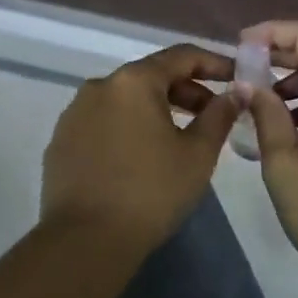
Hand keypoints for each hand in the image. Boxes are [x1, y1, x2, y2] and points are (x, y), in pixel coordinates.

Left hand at [41, 45, 239, 252]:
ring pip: (125, 100)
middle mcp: (99, 86)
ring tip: (180, 137)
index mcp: (134, 81)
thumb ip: (220, 115)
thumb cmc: (151, 192)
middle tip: (213, 114)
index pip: (181, 56)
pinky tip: (141, 156)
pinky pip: (103, 122)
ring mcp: (74, 113)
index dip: (214, 63)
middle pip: (151, 76)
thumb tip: (236, 92)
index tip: (237, 77)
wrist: (85, 241)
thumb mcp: (197, 154)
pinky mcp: (61, 141)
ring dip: (156, 109)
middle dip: (186, 90)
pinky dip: (128, 127)